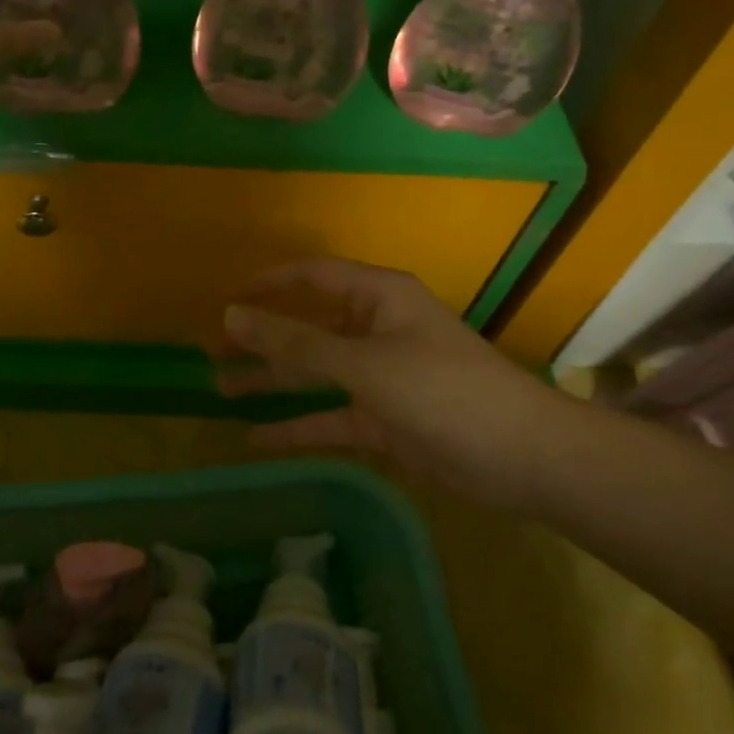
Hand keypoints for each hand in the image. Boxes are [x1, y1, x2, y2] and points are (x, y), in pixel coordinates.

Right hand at [220, 258, 575, 509]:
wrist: (520, 457)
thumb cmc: (441, 389)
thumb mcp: (362, 362)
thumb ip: (295, 342)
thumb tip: (232, 315)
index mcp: (377, 297)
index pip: (312, 276)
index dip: (268, 284)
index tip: (226, 300)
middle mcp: (375, 329)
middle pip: (307, 327)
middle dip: (262, 339)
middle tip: (213, 354)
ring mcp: (378, 376)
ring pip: (314, 372)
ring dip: (272, 381)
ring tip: (220, 390)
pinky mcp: (382, 420)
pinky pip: (329, 416)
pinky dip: (297, 426)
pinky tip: (256, 438)